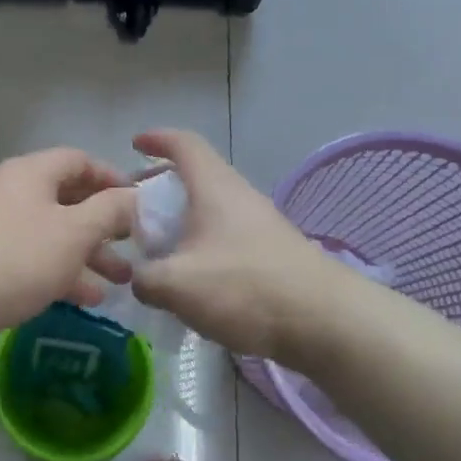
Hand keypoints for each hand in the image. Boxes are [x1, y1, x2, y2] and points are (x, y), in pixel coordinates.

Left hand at [0, 148, 138, 336]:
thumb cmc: (17, 257)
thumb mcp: (75, 232)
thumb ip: (111, 211)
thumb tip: (135, 197)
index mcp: (33, 172)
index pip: (80, 160)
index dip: (113, 178)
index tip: (140, 204)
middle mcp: (15, 191)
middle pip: (69, 199)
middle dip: (106, 225)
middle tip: (137, 247)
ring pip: (55, 233)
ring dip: (89, 254)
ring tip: (121, 282)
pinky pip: (35, 257)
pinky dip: (63, 272)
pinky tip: (88, 299)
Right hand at [129, 129, 337, 361]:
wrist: (325, 321)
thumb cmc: (244, 287)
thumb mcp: (176, 285)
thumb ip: (144, 278)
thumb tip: (140, 279)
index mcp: (214, 187)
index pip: (184, 144)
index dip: (158, 139)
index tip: (135, 143)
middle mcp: (239, 197)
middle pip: (197, 177)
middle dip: (164, 188)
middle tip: (137, 209)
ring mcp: (261, 225)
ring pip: (212, 210)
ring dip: (183, 222)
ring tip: (160, 250)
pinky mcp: (273, 254)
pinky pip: (227, 237)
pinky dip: (203, 246)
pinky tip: (193, 280)